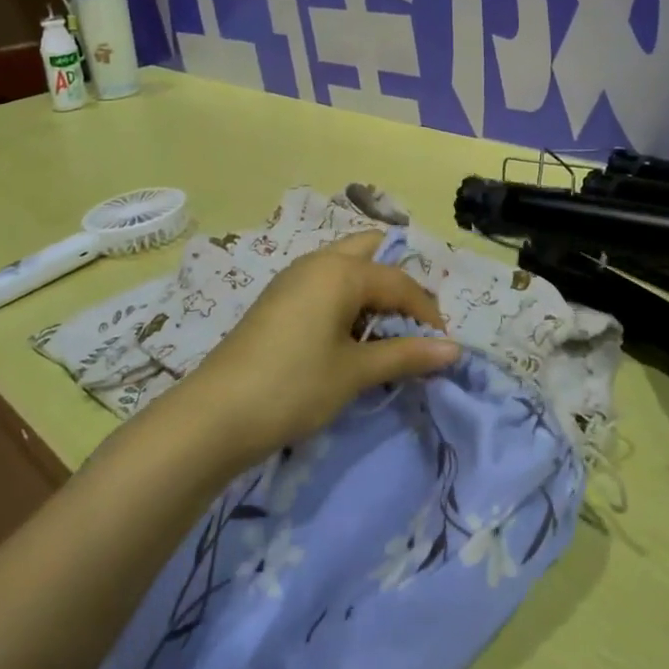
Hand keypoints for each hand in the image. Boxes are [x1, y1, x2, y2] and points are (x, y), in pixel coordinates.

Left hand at [178, 231, 460, 464]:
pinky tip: (349, 337)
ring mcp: (293, 278)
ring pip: (346, 267)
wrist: (214, 416)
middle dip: (397, 283)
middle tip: (411, 323)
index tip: (441, 346)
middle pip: (371, 252)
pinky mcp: (278, 300)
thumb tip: (454, 350)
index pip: (399, 282)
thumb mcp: (355, 372)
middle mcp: (318, 262)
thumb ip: (406, 355)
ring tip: (385, 333)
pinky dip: (346, 301)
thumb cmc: (293, 386)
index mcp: (341, 270)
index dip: (426, 312)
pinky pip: (325, 285)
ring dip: (370, 292)